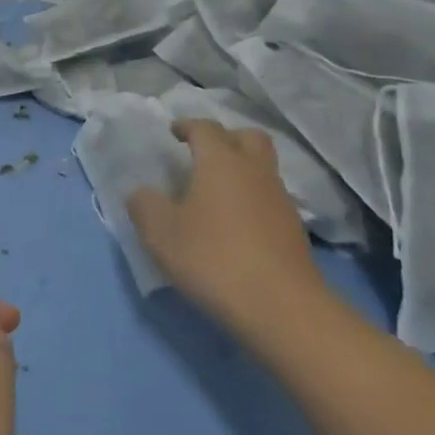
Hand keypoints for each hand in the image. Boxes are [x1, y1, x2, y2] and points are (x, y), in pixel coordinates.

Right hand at [128, 120, 333, 346]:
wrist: (281, 308)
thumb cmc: (213, 258)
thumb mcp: (161, 233)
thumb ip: (144, 205)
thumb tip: (142, 193)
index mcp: (221, 161)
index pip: (205, 128)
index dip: (187, 126)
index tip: (173, 132)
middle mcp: (254, 171)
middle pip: (247, 137)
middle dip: (225, 138)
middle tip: (204, 153)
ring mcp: (279, 200)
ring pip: (262, 168)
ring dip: (241, 170)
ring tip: (215, 192)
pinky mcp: (293, 230)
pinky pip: (269, 198)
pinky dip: (252, 199)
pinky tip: (234, 224)